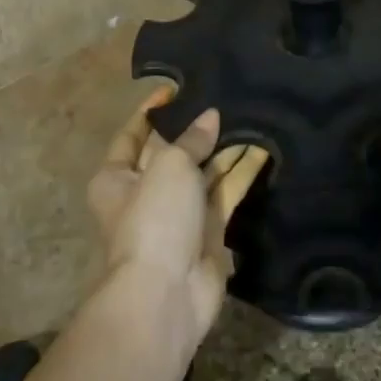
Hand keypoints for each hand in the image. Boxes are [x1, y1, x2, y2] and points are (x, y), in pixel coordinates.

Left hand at [86, 87, 269, 346]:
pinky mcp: (208, 231)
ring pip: (204, 172)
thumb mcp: (169, 167)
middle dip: (197, 129)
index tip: (175, 88)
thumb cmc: (154, 219)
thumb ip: (192, 140)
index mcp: (116, 177)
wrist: (166, 293)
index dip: (152, 111)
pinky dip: (241, 173)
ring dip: (225, 148)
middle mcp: (145, 193)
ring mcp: (179, 214)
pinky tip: (264, 149)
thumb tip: (210, 117)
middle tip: (225, 98)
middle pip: (173, 152)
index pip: (132, 135)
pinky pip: (226, 193)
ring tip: (252, 116)